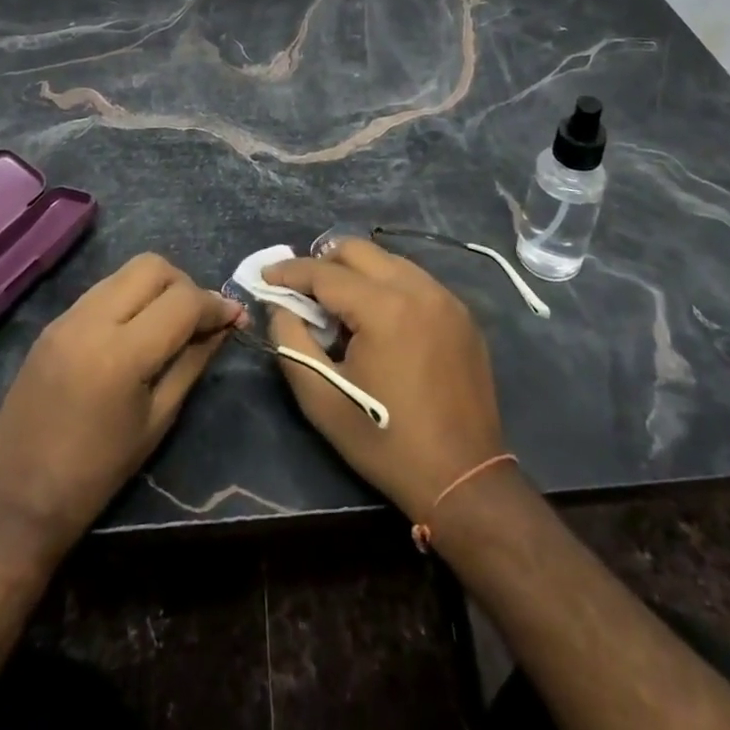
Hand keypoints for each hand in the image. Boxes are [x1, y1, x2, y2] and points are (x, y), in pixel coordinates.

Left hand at [0, 252, 241, 559]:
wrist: (18, 500)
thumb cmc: (98, 473)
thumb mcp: (158, 420)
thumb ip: (193, 362)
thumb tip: (225, 326)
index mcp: (122, 354)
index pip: (182, 301)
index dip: (215, 305)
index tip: (235, 318)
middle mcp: (92, 320)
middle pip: (153, 267)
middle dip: (185, 285)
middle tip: (198, 319)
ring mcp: (67, 317)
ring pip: (126, 272)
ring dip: (156, 287)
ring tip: (168, 323)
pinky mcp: (53, 323)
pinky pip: (102, 290)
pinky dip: (129, 297)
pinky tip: (135, 330)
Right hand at [263, 237, 505, 520]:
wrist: (464, 479)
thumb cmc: (385, 441)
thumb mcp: (322, 398)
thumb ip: (290, 341)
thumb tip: (280, 305)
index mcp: (384, 308)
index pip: (325, 272)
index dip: (289, 271)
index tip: (265, 276)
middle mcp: (418, 289)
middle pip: (358, 250)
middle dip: (323, 261)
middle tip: (301, 289)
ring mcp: (446, 299)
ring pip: (388, 260)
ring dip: (356, 271)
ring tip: (338, 305)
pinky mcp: (462, 314)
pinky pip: (414, 280)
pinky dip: (387, 285)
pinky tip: (377, 317)